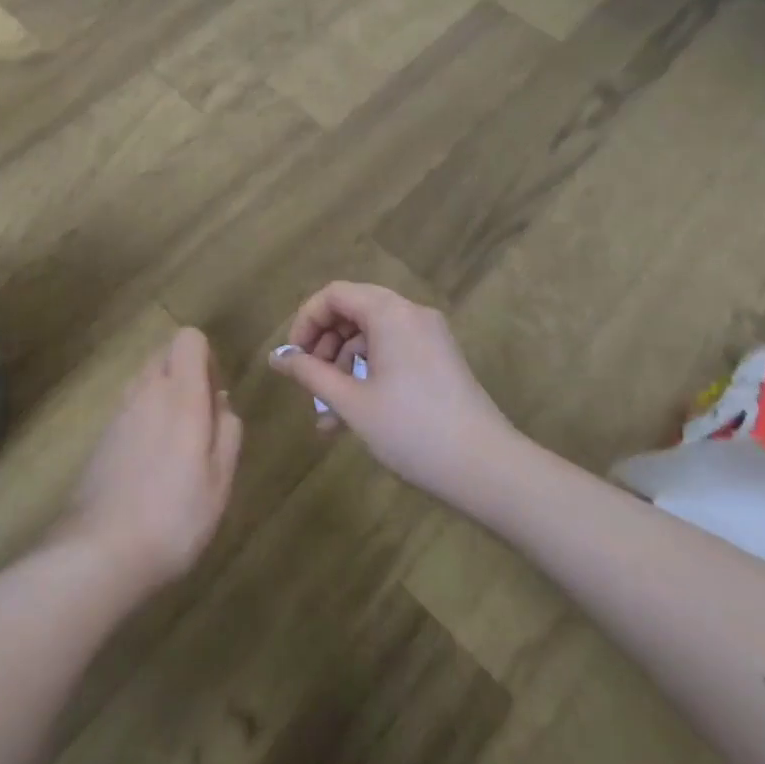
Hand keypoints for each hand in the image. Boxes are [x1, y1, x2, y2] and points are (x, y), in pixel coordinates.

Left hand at [54, 327, 241, 594]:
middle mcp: (146, 391)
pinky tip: (151, 465)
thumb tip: (220, 402)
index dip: (206, 357)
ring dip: (164, 395)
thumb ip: (227, 431)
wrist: (100, 550)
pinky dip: (145, 418)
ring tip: (178, 445)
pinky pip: (130, 407)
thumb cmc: (174, 516)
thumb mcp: (219, 480)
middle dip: (186, 374)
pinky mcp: (102, 435)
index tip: (214, 395)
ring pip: (145, 380)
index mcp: (180, 395)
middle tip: (201, 421)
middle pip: (164, 353)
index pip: (188, 338)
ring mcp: (119, 412)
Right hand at [268, 282, 516, 500]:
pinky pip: (392, 352)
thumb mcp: (352, 402)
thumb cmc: (412, 430)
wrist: (489, 469)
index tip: (292, 358)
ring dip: (343, 366)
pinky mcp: (440, 360)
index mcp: (390, 313)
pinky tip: (353, 416)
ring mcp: (430, 337)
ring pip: (371, 336)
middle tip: (307, 382)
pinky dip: (368, 373)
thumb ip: (310, 374)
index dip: (305, 321)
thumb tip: (275, 358)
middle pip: (353, 311)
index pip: (334, 294)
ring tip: (327, 415)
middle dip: (323, 345)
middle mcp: (411, 314)